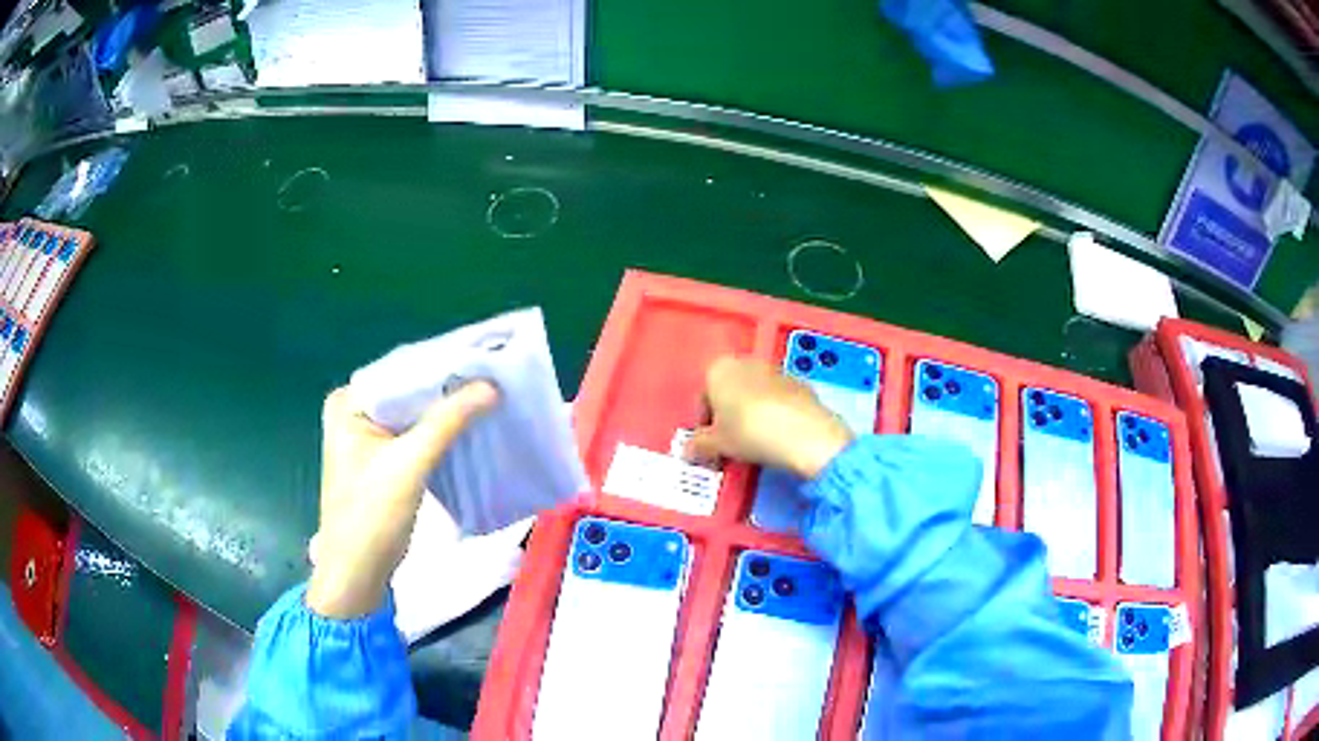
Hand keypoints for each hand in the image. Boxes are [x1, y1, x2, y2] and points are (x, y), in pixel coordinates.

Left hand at [307, 382, 498, 618]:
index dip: (442, 366)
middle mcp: (356, 411)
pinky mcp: (384, 459)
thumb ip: (448, 421)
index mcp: (349, 402)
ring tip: (490, 397)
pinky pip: (417, 435)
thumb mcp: (409, 464)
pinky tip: (471, 427)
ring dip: (448, 412)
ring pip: (415, 414)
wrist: (358, 572)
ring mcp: (369, 436)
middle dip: (447, 389)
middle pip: (409, 392)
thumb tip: (492, 385)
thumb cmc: (371, 515)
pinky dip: (441, 433)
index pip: (400, 371)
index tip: (484, 360)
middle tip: (494, 378)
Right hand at [687, 356, 852, 478]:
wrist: (803, 432)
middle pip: (730, 390)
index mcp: (718, 369)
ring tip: (755, 442)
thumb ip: (698, 445)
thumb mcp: (717, 444)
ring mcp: (775, 370)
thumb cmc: (750, 431)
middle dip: (728, 414)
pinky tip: (777, 436)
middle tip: (730, 442)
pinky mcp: (799, 382)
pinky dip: (774, 414)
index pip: (703, 396)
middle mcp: (746, 362)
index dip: (705, 422)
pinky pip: (778, 399)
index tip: (710, 442)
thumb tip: (690, 450)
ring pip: (754, 393)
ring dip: (751, 413)